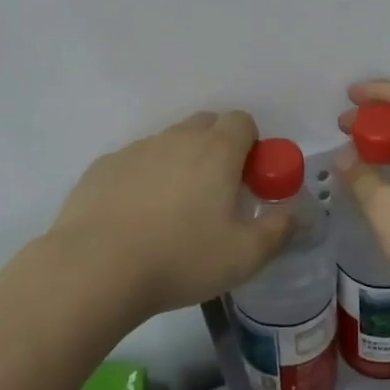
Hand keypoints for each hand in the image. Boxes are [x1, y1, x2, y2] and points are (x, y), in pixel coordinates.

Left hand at [47, 110, 293, 321]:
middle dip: (216, 148)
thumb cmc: (181, 259)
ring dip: (178, 164)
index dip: (250, 145)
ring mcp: (137, 149)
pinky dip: (142, 179)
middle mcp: (177, 138)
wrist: (95, 268)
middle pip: (205, 125)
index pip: (242, 121)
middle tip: (214, 194)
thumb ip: (277, 231)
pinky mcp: (103, 166)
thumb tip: (294, 214)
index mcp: (216, 150)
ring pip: (168, 143)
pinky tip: (134, 218)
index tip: (247, 180)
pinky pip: (134, 163)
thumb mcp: (244, 257)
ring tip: (171, 213)